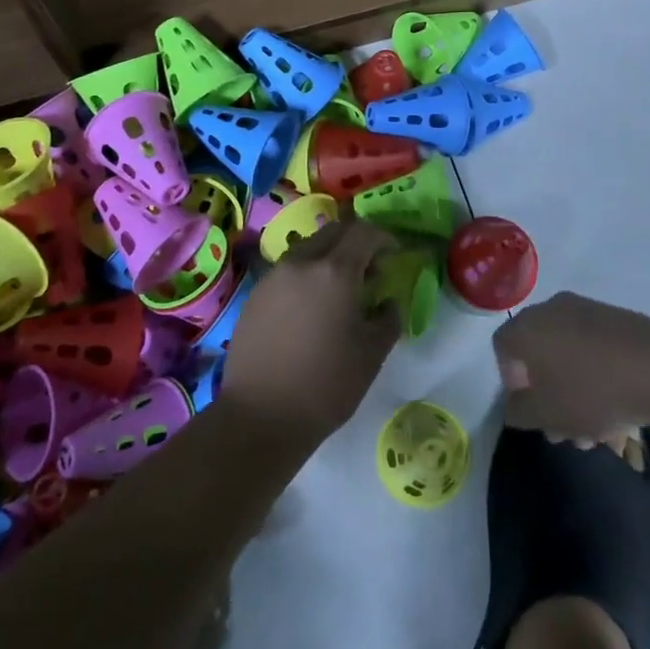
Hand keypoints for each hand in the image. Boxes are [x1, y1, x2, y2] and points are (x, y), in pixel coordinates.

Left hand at [222, 219, 401, 445]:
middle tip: (370, 270)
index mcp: (335, 271)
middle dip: (356, 242)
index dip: (384, 238)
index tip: (394, 254)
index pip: (364, 232)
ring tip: (339, 291)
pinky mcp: (255, 295)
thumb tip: (388, 302)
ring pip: (308, 249)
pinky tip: (310, 309)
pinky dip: (306, 275)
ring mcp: (273, 277)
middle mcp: (301, 263)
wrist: (261, 415)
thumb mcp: (372, 354)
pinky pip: (287, 271)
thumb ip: (388, 318)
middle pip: (333, 232)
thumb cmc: (326, 385)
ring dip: (329, 257)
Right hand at [494, 292, 649, 439]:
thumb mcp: (546, 414)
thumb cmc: (591, 391)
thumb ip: (518, 412)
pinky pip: (591, 349)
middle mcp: (549, 310)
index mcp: (526, 327)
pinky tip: (616, 411)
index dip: (510, 381)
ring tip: (596, 432)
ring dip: (573, 392)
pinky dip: (595, 376)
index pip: (502, 349)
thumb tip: (514, 405)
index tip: (531, 409)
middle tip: (564, 429)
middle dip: (547, 395)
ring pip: (567, 355)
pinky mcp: (613, 318)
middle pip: (537, 354)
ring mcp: (584, 310)